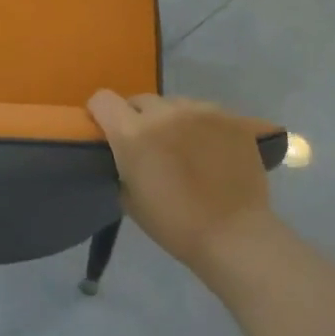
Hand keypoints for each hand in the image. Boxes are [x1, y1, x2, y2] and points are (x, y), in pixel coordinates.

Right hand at [87, 91, 275, 270]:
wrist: (234, 236)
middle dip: (138, 118)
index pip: (102, 100)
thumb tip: (123, 151)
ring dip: (171, 119)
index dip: (100, 113)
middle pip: (140, 100)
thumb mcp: (128, 197)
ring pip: (174, 103)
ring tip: (185, 146)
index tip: (107, 130)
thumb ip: (121, 162)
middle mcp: (164, 113)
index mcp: (133, 133)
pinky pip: (205, 111)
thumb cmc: (174, 224)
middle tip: (150, 145)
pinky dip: (201, 125)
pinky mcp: (230, 117)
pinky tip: (211, 149)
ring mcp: (201, 111)